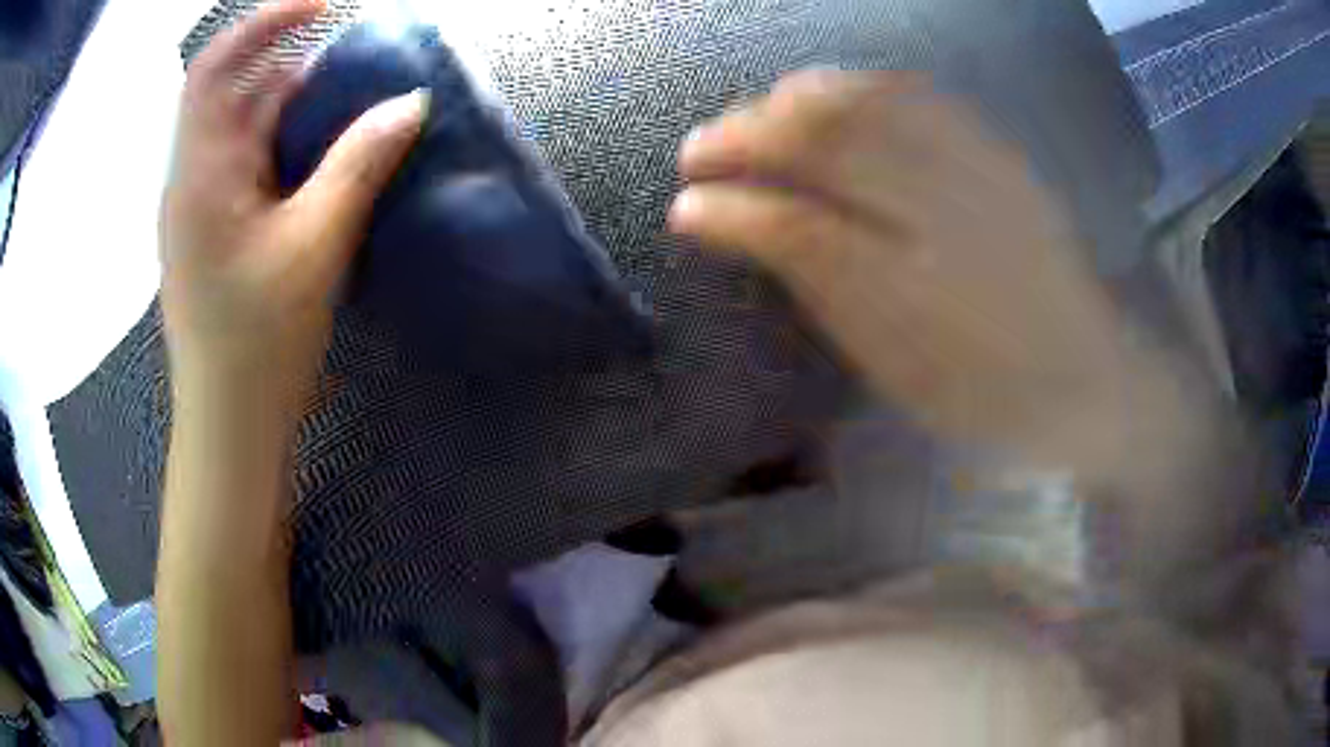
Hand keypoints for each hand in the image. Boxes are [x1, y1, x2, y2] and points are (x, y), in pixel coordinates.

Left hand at [159, 0, 426, 414]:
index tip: (323, 5)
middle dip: (289, 62)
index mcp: (201, 174)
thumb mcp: (315, 247)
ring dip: (289, 106)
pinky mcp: (214, 233)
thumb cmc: (258, 342)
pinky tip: (319, 157)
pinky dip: (283, 145)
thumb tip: (410, 102)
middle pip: (233, 92)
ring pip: (241, 130)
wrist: (229, 424)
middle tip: (350, 60)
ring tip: (344, 103)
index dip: (264, 23)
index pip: (216, 68)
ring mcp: (200, 208)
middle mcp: (192, 180)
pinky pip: (246, 165)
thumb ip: (359, 165)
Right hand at [670, 71, 1145, 457]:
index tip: (682, 200)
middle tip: (701, 147)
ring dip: (794, 99)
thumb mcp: (885, 353)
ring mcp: (974, 163)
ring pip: (864, 100)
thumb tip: (711, 218)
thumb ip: (805, 273)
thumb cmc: (980, 382)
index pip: (796, 216)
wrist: (1083, 370)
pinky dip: (855, 85)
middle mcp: (944, 200)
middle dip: (748, 132)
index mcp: (914, 276)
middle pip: (825, 134)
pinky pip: (913, 93)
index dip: (728, 200)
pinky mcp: (994, 148)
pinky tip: (830, 95)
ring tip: (755, 114)